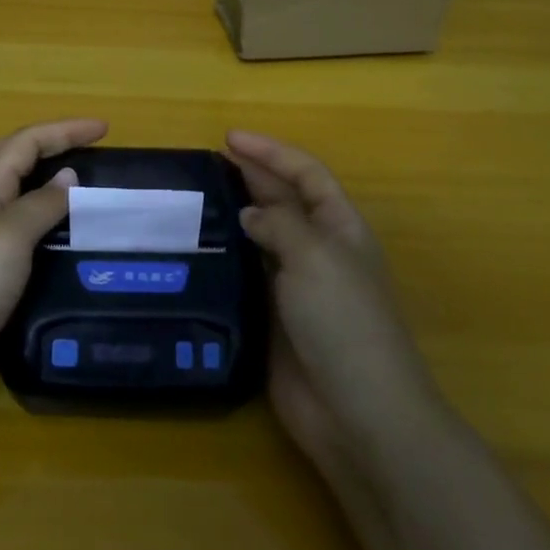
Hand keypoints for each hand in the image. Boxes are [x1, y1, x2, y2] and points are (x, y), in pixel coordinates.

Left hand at [0, 118, 106, 433]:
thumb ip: (38, 206)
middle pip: (6, 163)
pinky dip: (43, 238)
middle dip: (45, 147)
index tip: (105, 129)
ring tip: (84, 202)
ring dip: (45, 192)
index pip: (23, 144)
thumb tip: (68, 177)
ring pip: (12, 205)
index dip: (63, 131)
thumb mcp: (6, 239)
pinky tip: (63, 257)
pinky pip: (17, 247)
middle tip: (86, 154)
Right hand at [225, 130, 434, 475]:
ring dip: (234, 218)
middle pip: (284, 202)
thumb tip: (250, 212)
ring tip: (193, 201)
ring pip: (261, 239)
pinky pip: (246, 278)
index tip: (229, 138)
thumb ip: (280, 224)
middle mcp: (319, 252)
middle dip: (251, 177)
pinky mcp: (273, 320)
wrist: (356, 412)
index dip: (272, 152)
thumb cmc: (344, 321)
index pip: (306, 174)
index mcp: (341, 228)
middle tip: (205, 163)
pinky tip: (196, 253)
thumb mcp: (315, 257)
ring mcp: (296, 288)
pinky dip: (225, 261)